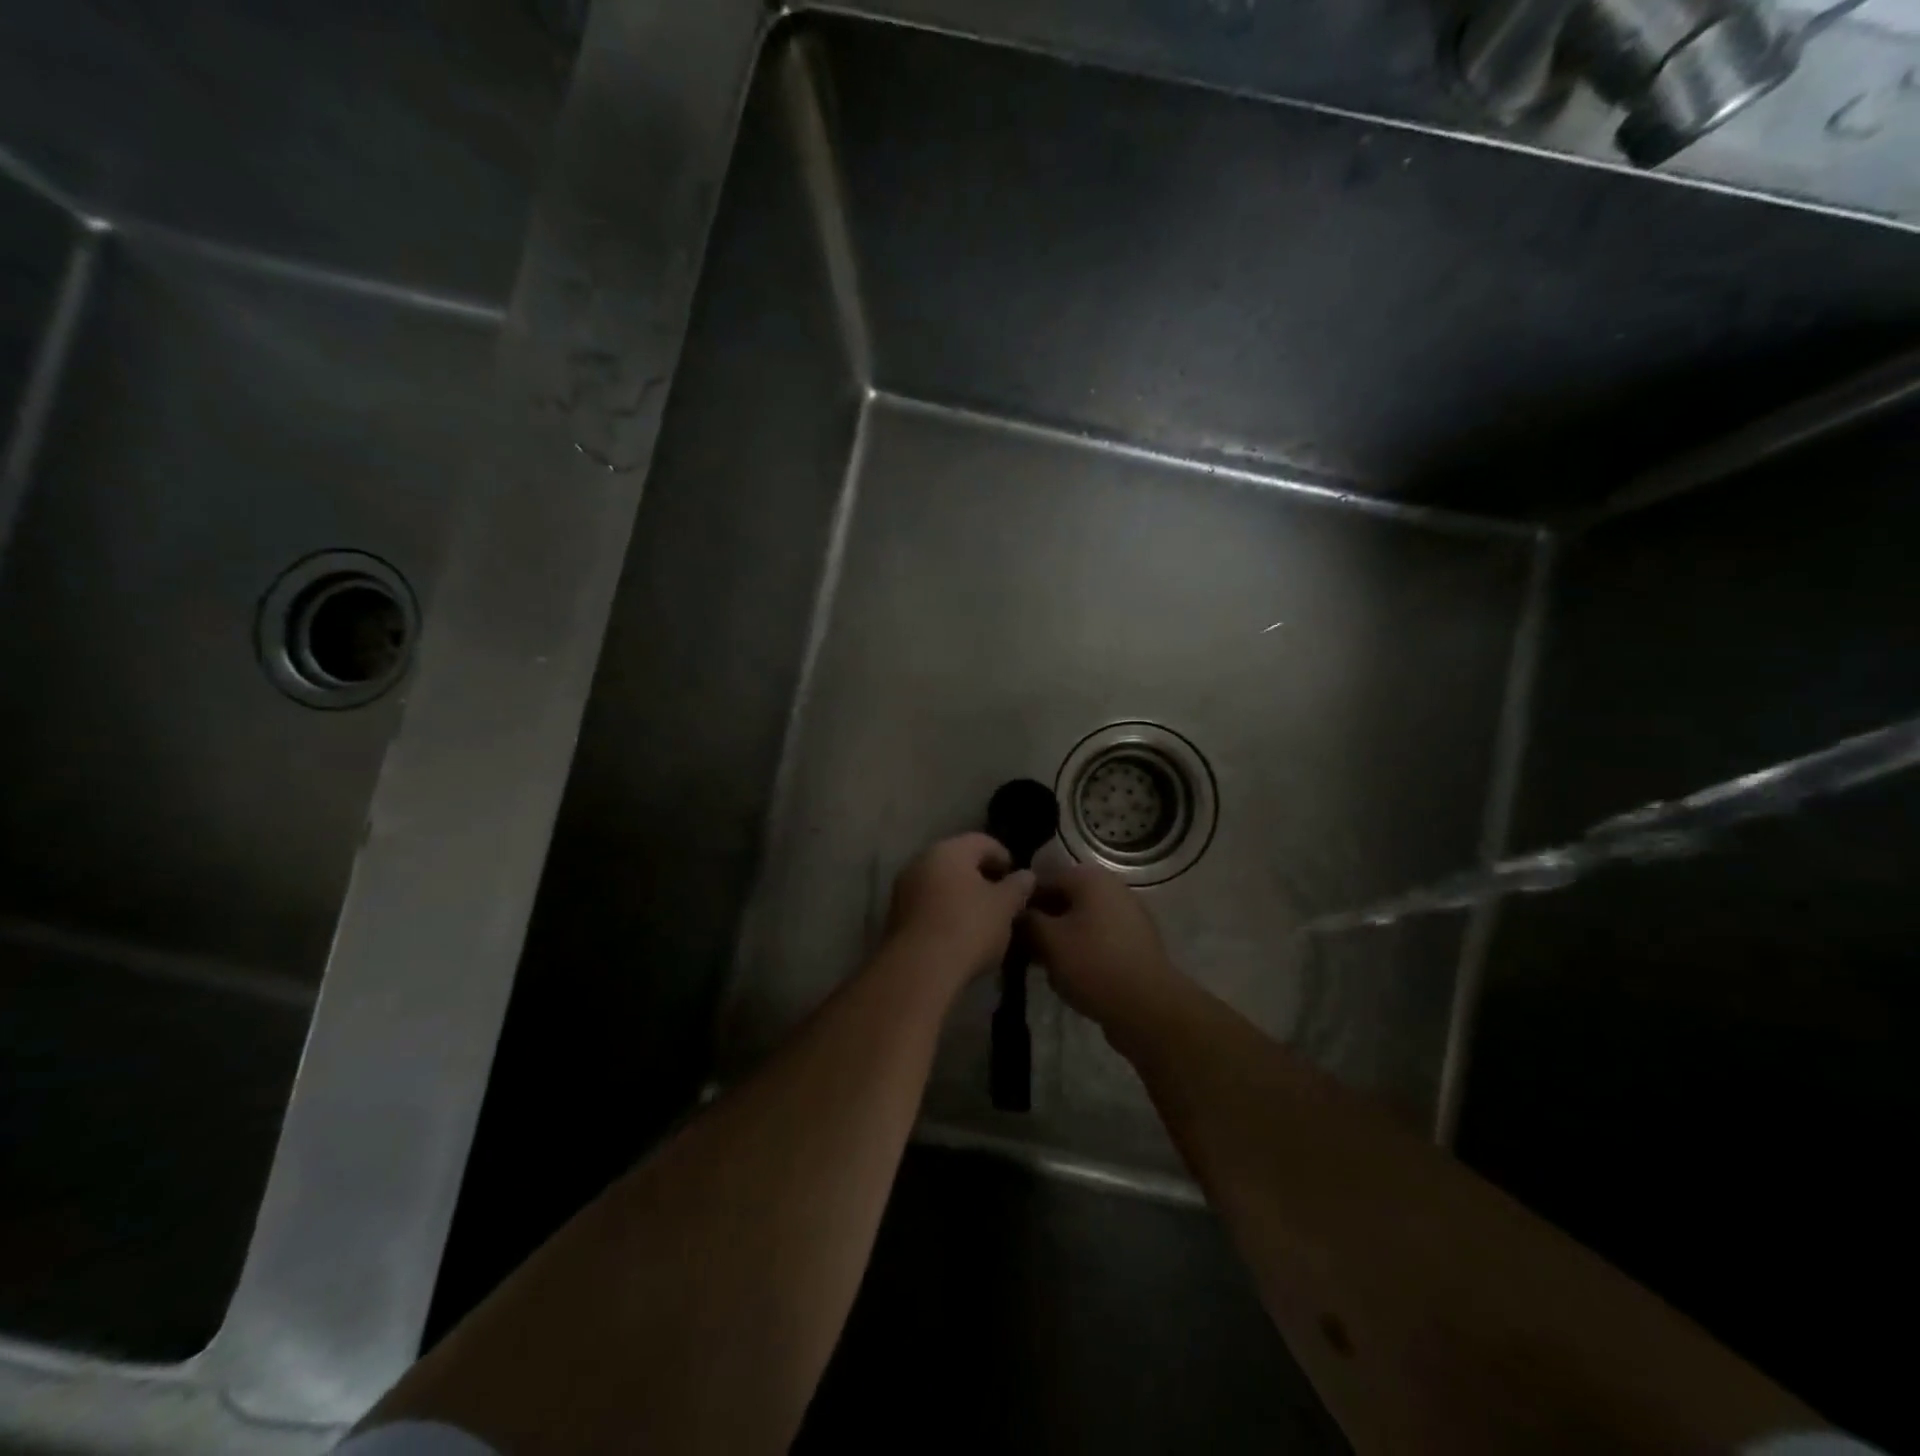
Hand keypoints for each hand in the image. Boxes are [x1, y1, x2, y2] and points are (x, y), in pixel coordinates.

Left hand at [884, 833, 1035, 992]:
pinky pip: (928, 905)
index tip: (1018, 882)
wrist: (919, 969)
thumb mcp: (1004, 907)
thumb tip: (1027, 875)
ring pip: (942, 884)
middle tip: (1003, 901)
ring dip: (962, 896)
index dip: (1004, 858)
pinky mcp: (895, 915)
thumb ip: (1018, 886)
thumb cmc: (968, 927)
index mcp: (949, 850)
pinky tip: (959, 934)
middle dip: (982, 878)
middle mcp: (921, 860)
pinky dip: (945, 912)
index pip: (983, 842)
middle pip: (959, 862)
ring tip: (983, 920)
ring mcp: (904, 888)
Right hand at [1025, 864, 1182, 1033]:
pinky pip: (1097, 938)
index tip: (1005, 926)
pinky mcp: (1134, 942)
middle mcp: (1111, 888)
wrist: (1149, 1007)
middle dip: (1041, 922)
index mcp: (1090, 878)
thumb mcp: (1048, 941)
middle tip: (1020, 948)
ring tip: (1042, 965)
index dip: (1020, 901)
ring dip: (1059, 938)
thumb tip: (1015, 912)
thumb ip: (1026, 920)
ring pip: (1079, 920)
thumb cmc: (1093, 965)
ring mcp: (1127, 915)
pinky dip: (1080, 950)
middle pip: (1063, 899)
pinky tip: (1067, 975)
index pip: (1042, 878)